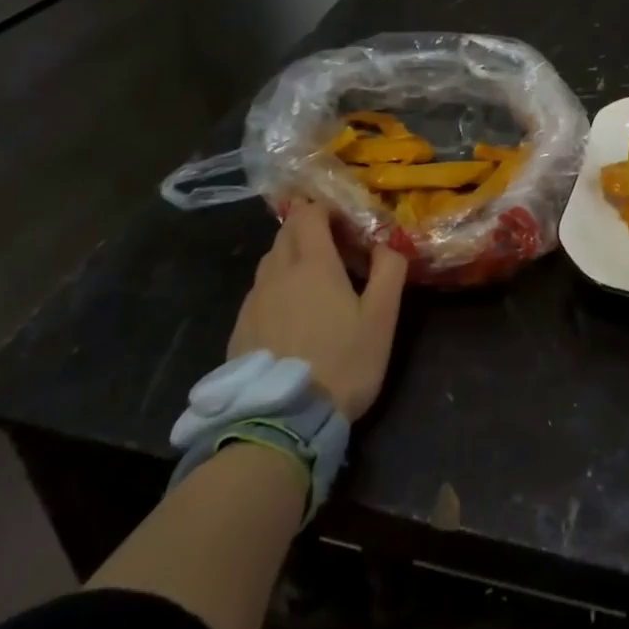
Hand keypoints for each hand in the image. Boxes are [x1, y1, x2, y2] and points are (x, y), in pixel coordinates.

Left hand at [227, 198, 406, 419]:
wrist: (283, 420)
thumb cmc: (342, 361)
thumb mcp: (381, 317)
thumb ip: (389, 271)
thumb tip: (389, 241)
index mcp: (313, 264)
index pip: (309, 214)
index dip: (325, 208)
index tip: (346, 220)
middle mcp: (277, 273)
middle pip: (287, 232)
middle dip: (308, 226)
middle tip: (334, 244)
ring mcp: (253, 301)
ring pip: (270, 260)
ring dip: (291, 254)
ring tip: (314, 277)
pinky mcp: (240, 328)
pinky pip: (259, 290)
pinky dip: (276, 285)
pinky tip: (291, 311)